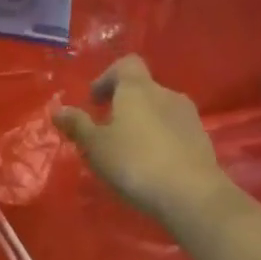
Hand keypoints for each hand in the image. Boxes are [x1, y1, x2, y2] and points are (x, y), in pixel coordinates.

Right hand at [54, 56, 232, 228]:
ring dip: (142, 123)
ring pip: (159, 111)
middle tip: (106, 131)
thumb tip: (58, 110)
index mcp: (138, 89)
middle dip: (123, 105)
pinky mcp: (202, 140)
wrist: (192, 195)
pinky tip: (151, 165)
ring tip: (128, 151)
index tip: (94, 102)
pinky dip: (160, 140)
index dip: (107, 78)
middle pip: (142, 89)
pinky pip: (174, 131)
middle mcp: (166, 95)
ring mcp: (189, 117)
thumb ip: (77, 125)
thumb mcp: (95, 146)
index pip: (126, 64)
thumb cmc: (134, 162)